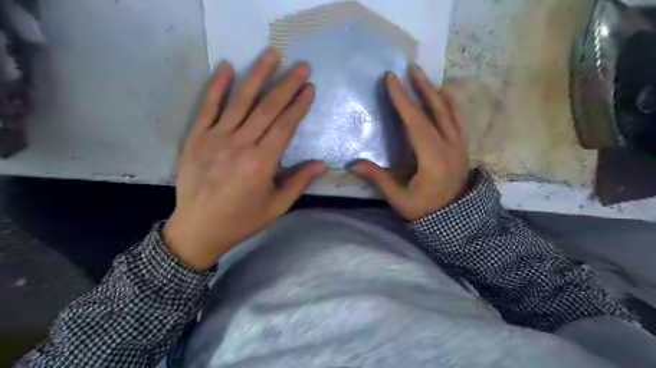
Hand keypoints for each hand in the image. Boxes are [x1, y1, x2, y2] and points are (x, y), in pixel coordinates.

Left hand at [165, 49, 325, 268]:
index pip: (285, 125)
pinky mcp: (196, 137)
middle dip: (287, 84)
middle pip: (268, 108)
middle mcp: (241, 145)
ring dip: (258, 75)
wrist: (198, 228)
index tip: (309, 88)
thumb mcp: (276, 206)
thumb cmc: (242, 220)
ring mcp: (216, 138)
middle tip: (301, 66)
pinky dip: (217, 86)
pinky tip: (228, 67)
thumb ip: (299, 182)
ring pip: (241, 100)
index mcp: (262, 163)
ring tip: (272, 54)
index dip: (299, 105)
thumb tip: (321, 164)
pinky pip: (207, 106)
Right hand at [354, 65, 471, 221]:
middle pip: (436, 110)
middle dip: (421, 88)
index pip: (415, 122)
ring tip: (423, 77)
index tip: (392, 79)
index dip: (402, 100)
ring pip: (449, 112)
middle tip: (410, 68)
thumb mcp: (399, 198)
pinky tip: (444, 96)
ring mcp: (459, 146)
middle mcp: (449, 146)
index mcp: (432, 159)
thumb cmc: (425, 211)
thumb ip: (378, 179)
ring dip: (435, 92)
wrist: (456, 220)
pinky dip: (450, 104)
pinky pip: (458, 120)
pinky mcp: (462, 148)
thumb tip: (353, 164)